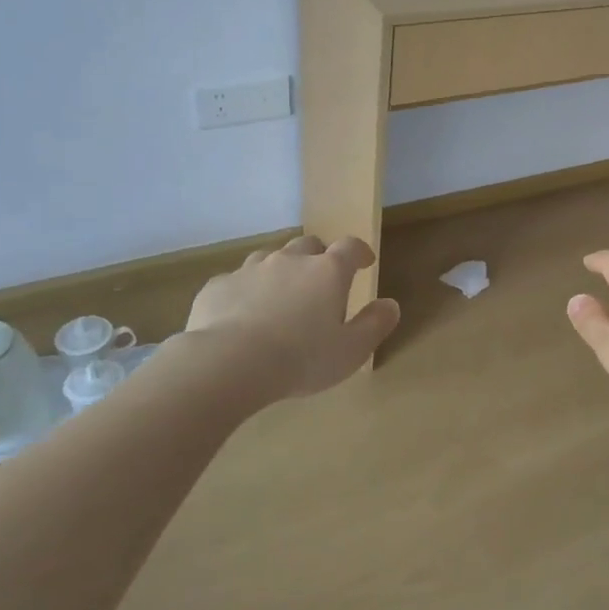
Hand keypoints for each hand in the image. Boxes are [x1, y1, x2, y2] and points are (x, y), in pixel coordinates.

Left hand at [180, 235, 399, 401]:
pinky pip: (236, 280)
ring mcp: (250, 269)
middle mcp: (290, 261)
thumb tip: (390, 304)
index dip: (360, 252)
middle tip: (321, 280)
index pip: (350, 247)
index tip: (364, 262)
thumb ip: (375, 324)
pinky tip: (242, 314)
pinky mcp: (218, 286)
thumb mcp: (352, 350)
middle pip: (309, 245)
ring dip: (280, 270)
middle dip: (318, 257)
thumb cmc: (301, 358)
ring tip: (281, 295)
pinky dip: (245, 291)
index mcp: (328, 272)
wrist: (228, 364)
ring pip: (270, 257)